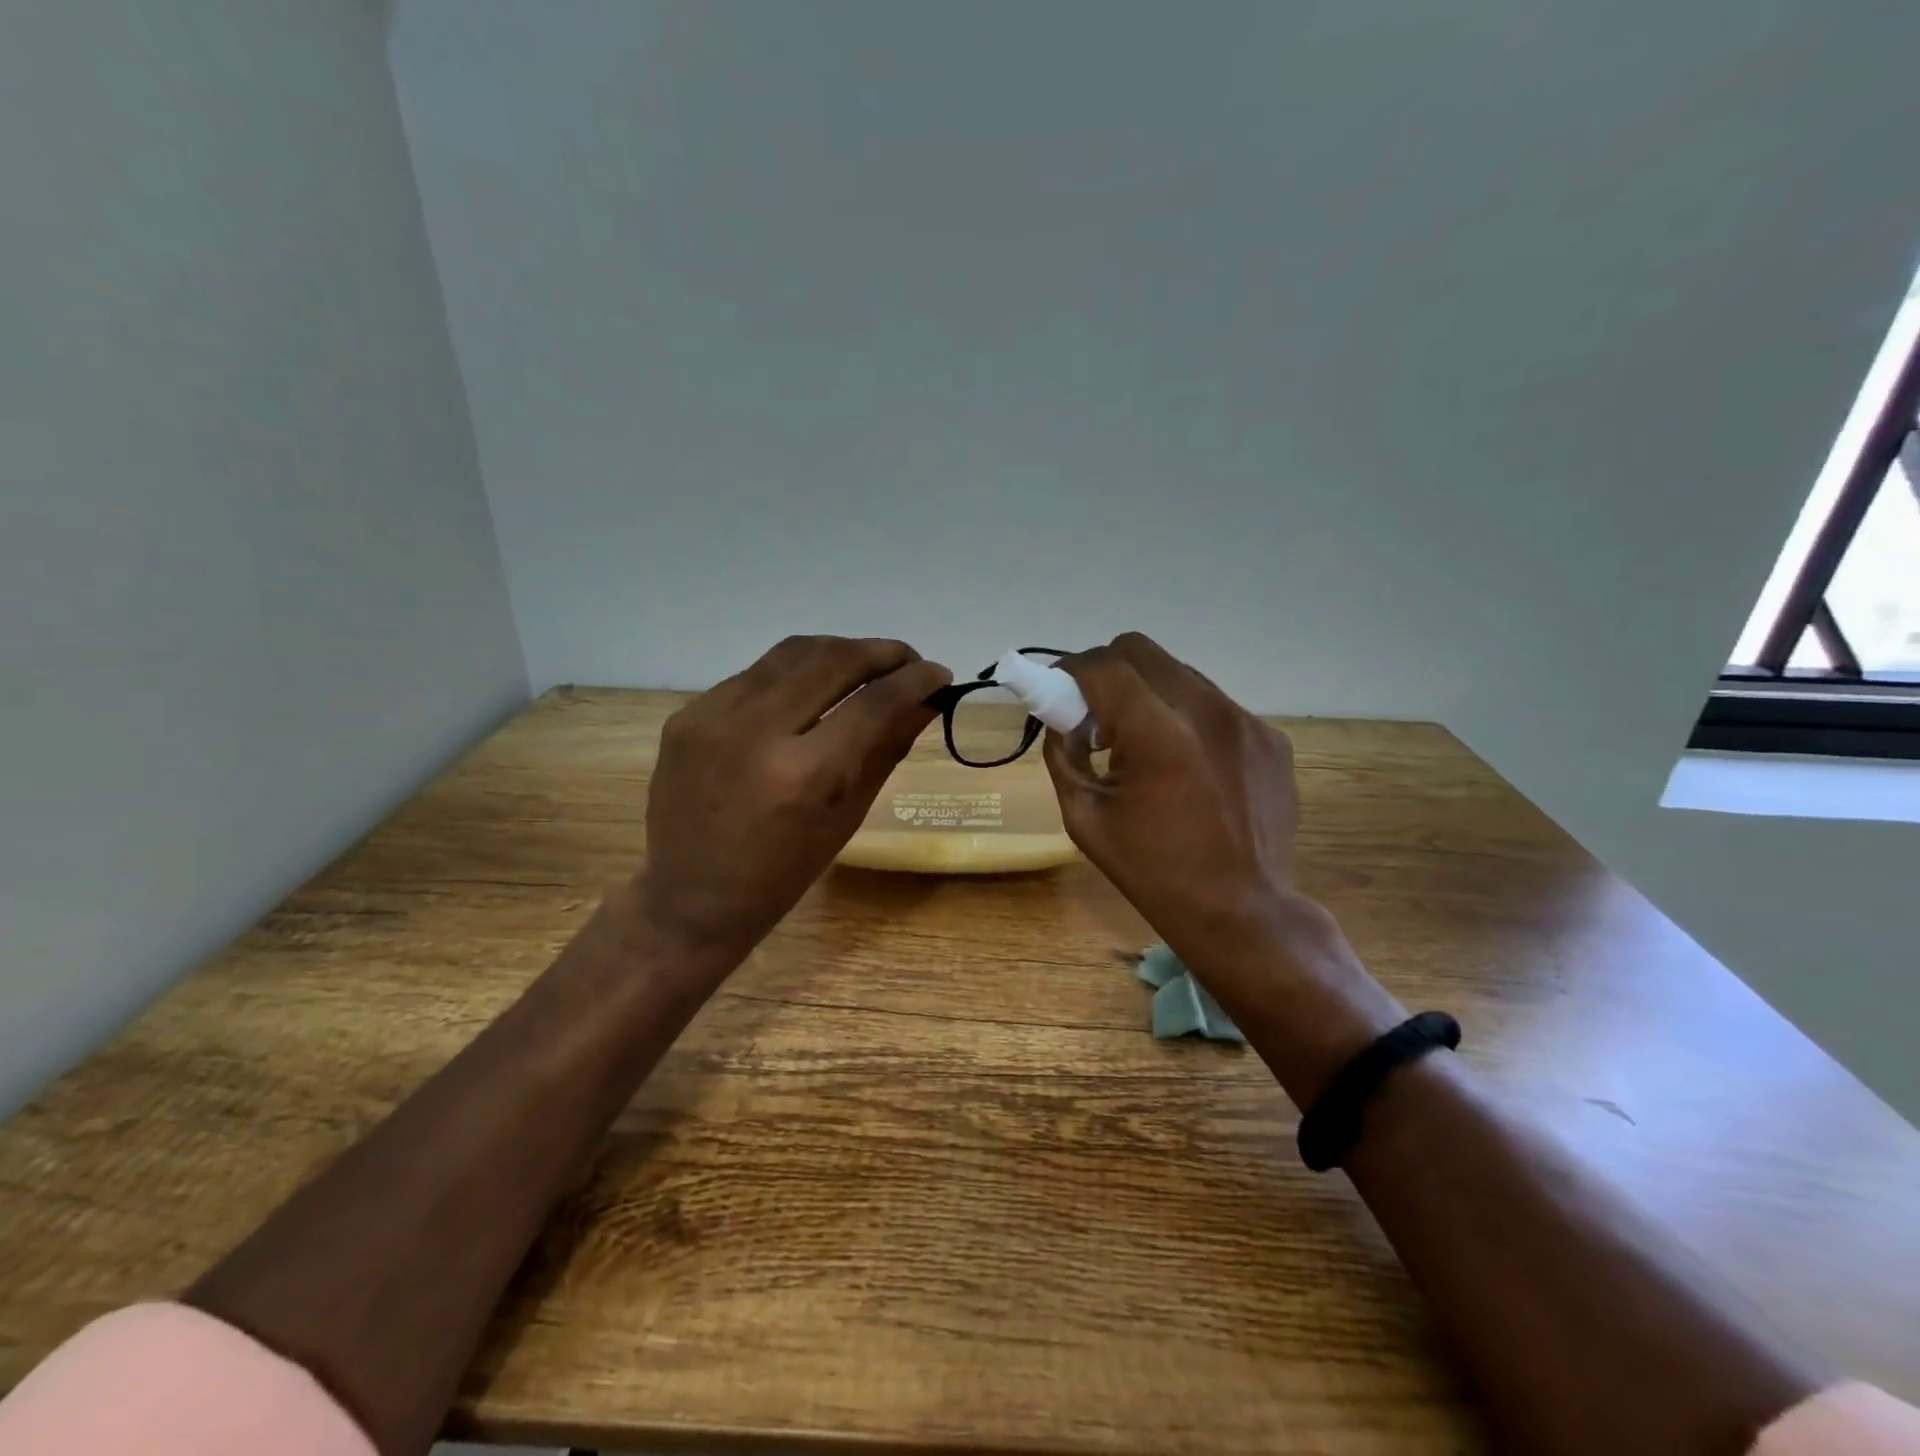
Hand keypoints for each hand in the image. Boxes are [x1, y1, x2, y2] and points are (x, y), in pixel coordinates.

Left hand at [633, 636, 950, 975]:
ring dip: (840, 651)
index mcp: (803, 775)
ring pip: (793, 653)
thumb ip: (887, 750)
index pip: (873, 703)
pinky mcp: (689, 713)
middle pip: (833, 660)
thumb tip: (926, 702)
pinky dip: (795, 674)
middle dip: (881, 652)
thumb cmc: (782, 873)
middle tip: (908, 661)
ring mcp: (714, 716)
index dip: (915, 680)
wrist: (690, 896)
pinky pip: (756, 675)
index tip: (940, 673)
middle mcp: (756, 731)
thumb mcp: (847, 817)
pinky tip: (811, 690)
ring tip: (866, 664)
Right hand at [1043, 633, 1300, 961]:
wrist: (1242, 912)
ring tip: (1144, 743)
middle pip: (1140, 650)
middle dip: (1107, 672)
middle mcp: (1206, 710)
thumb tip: (1063, 718)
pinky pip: (1213, 705)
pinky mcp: (1270, 737)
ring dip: (1148, 692)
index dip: (1070, 671)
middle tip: (1098, 716)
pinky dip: (1187, 718)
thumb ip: (1063, 754)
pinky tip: (1187, 765)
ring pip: (1179, 672)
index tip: (1059, 694)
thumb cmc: (1152, 870)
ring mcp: (1246, 721)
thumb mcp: (1084, 815)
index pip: (1102, 665)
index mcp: (1156, 732)